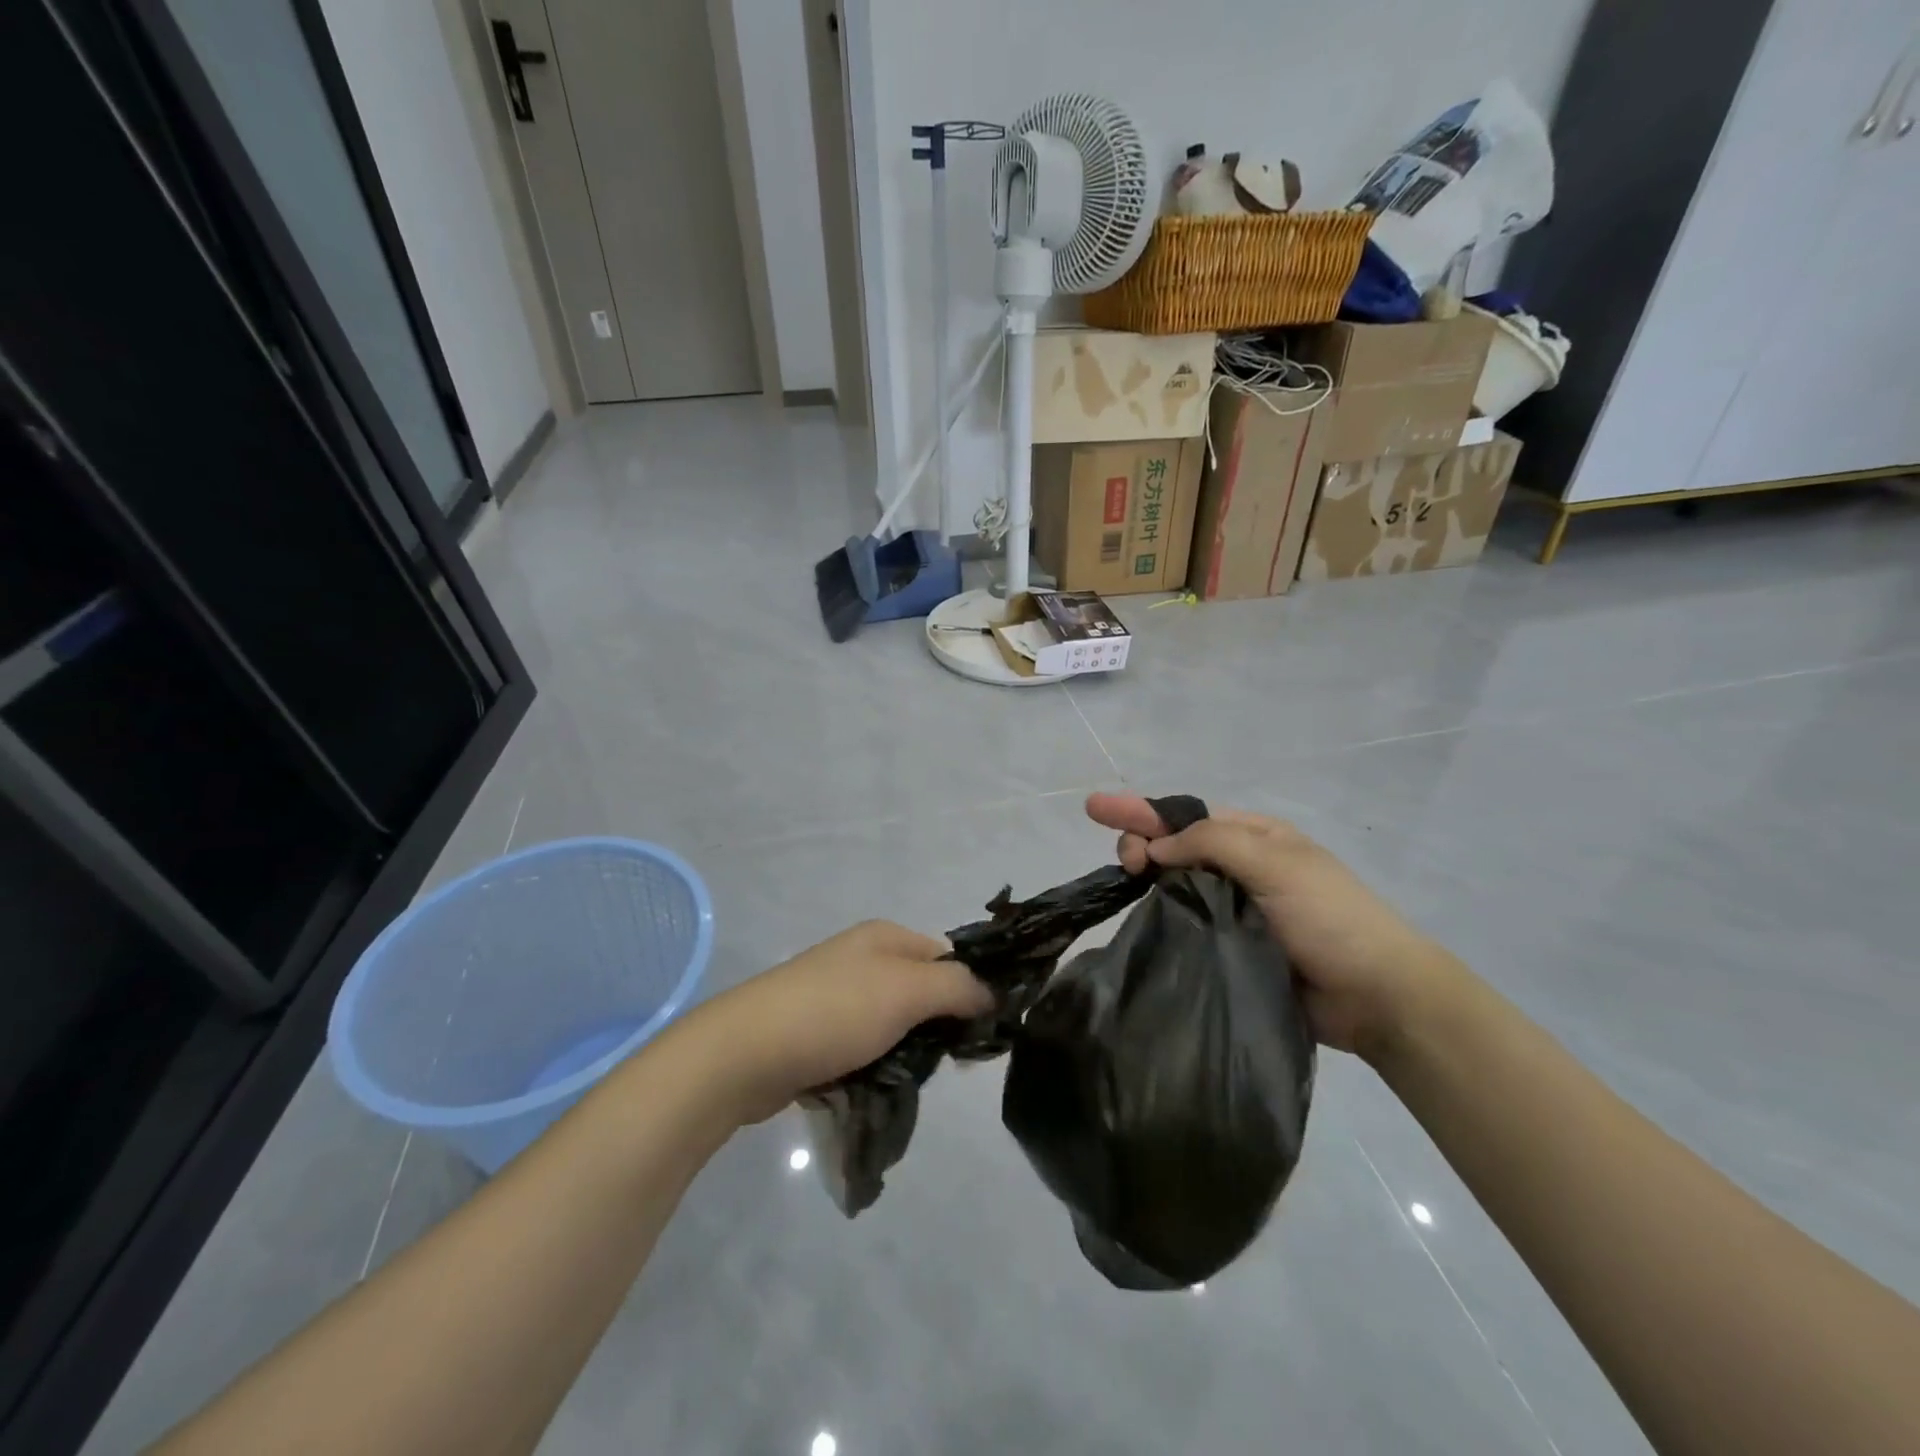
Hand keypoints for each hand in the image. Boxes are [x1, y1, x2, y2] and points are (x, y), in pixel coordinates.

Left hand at [675, 921, 992, 1124]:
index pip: (948, 958)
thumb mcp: (907, 991)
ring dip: (906, 1053)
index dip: (969, 991)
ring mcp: (837, 996)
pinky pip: (865, 1047)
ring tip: (907, 1081)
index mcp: (885, 937)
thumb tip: (991, 993)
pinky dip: (876, 1066)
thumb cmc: (833, 1012)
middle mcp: (862, 958)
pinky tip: (875, 1087)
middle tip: (946, 1065)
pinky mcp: (818, 1033)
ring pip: (895, 1025)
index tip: (982, 1036)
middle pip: (923, 992)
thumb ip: (957, 988)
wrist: (744, 1053)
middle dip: (937, 1028)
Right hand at [1086, 793, 1463, 1059]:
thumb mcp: (1275, 863)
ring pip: (1175, 885)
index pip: (1186, 815)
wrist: (1377, 997)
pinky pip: (1185, 924)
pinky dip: (1160, 916)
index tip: (1097, 810)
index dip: (1140, 810)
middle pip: (1175, 846)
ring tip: (1125, 885)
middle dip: (1141, 841)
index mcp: (1254, 837)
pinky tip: (1138, 919)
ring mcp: (1234, 909)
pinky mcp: (1229, 948)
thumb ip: (1211, 843)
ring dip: (1147, 879)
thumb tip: (1156, 847)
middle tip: (1125, 863)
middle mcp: (1240, 867)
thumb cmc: (1330, 917)